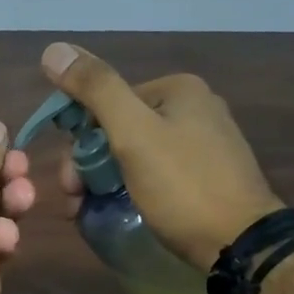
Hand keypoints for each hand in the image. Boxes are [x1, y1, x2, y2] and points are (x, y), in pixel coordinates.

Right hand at [42, 42, 280, 268]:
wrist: (241, 244)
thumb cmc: (183, 185)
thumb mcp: (132, 134)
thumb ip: (95, 89)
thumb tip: (53, 49)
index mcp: (177, 89)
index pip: (105, 102)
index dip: (77, 140)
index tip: (68, 180)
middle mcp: (192, 107)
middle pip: (117, 129)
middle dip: (88, 165)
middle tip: (76, 200)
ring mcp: (201, 143)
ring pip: (131, 153)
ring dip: (102, 179)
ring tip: (87, 211)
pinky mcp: (204, 175)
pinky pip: (152, 172)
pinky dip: (128, 188)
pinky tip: (116, 208)